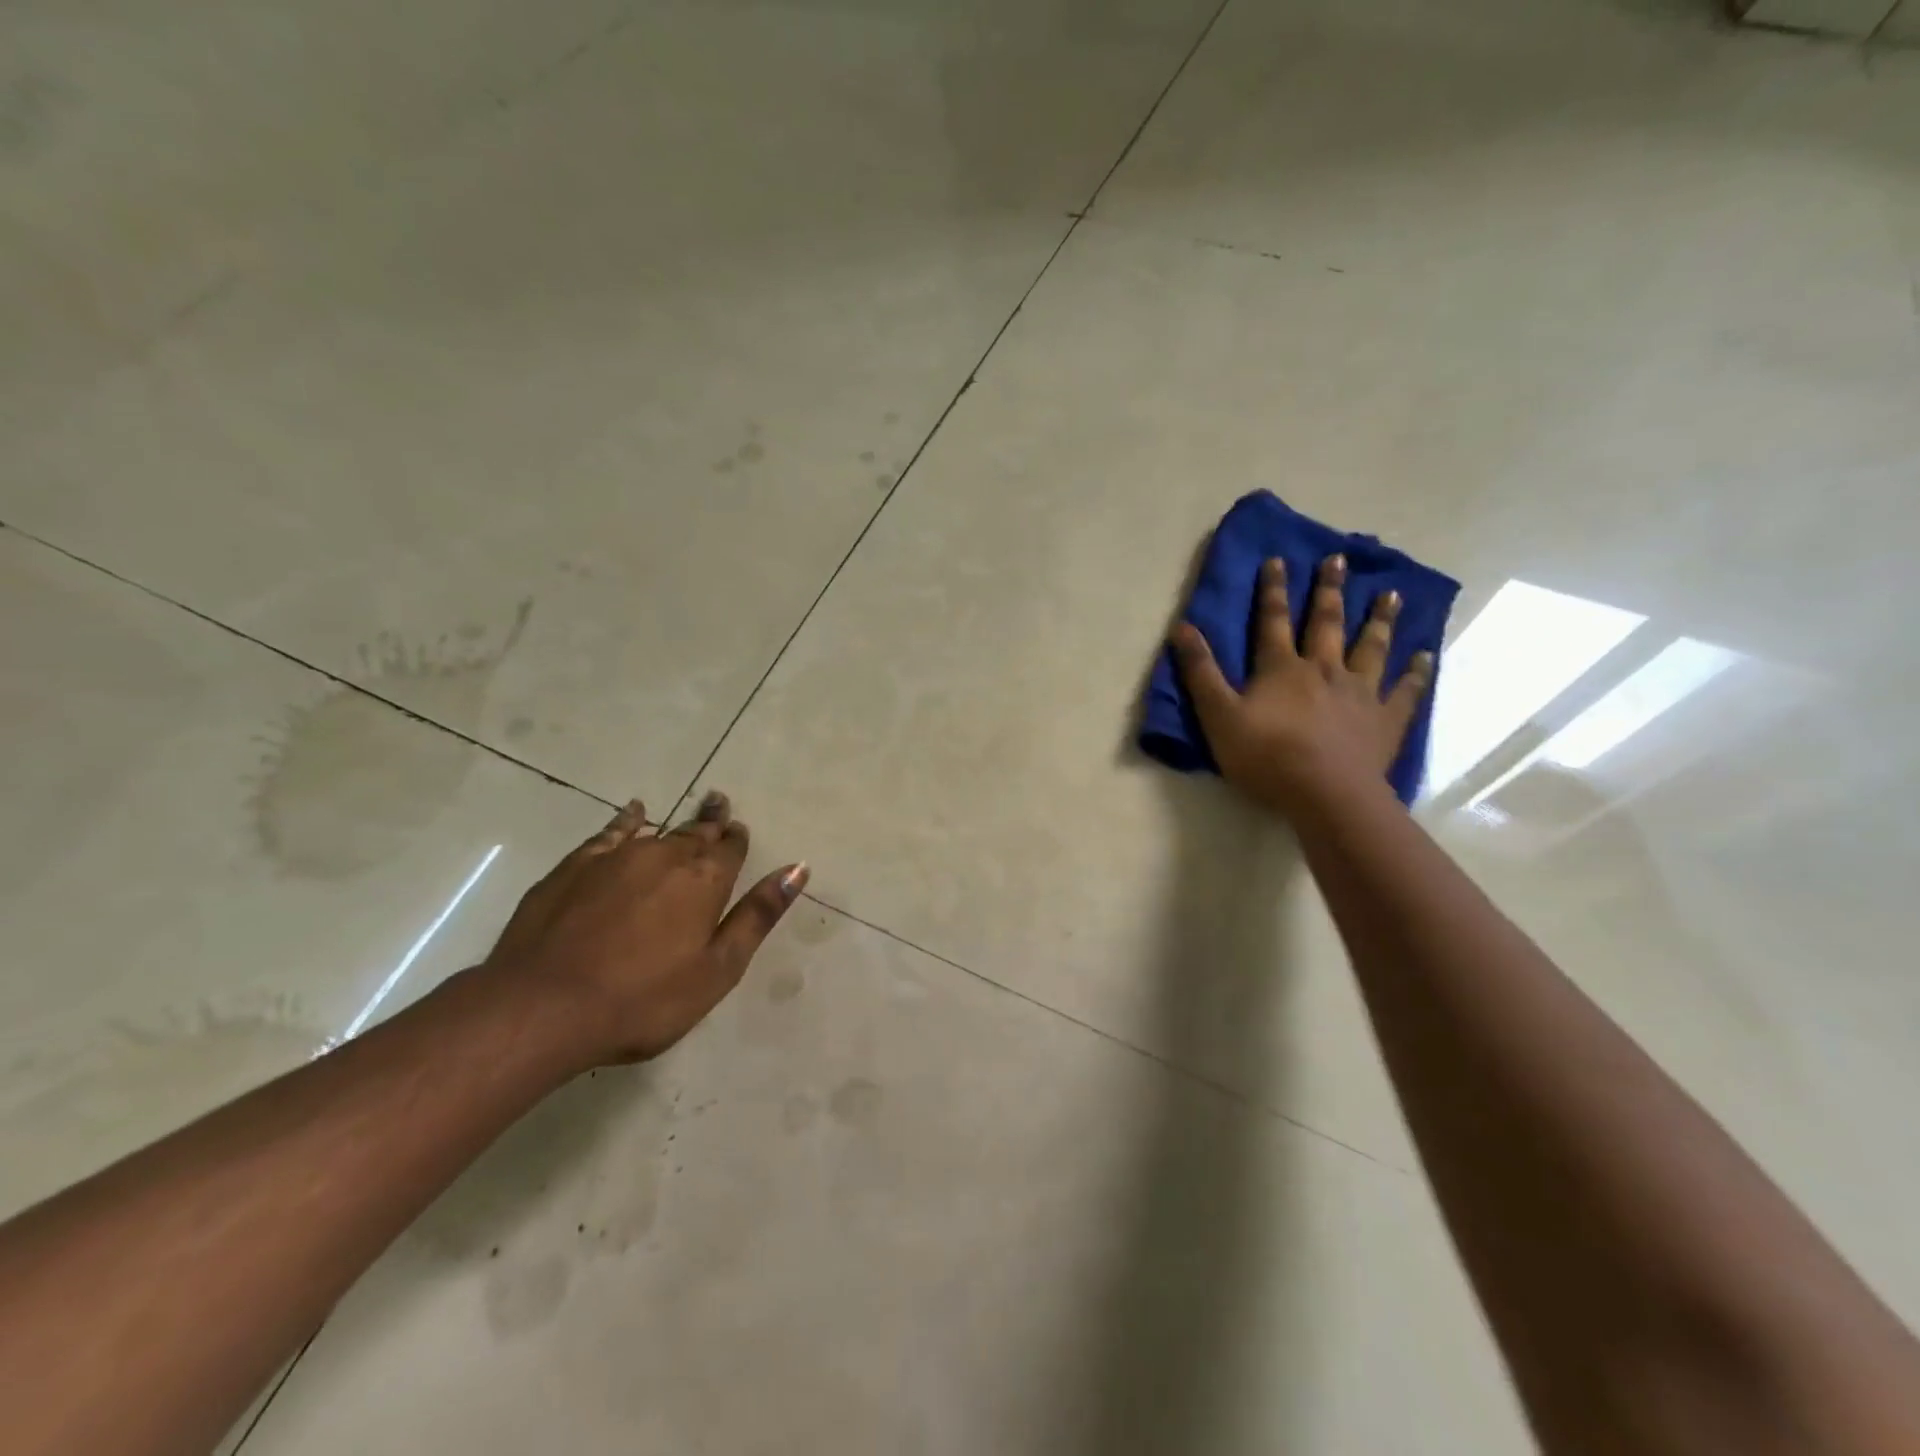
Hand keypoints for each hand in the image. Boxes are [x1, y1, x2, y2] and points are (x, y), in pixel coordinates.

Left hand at [482, 792, 806, 1066]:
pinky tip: (634, 812)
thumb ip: (757, 915)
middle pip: (696, 832)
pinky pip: (611, 832)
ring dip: (678, 823)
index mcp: (705, 880)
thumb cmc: (643, 999)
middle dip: (712, 821)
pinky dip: (627, 820)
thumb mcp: (717, 968)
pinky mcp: (576, 867)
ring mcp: (617, 858)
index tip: (739, 831)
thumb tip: (797, 868)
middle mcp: (666, 857)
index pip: (730, 848)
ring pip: (658, 831)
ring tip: (692, 811)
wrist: (544, 1006)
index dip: (736, 839)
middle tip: (721, 804)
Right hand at [1170, 553, 1433, 815]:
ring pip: (1372, 647)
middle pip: (1327, 623)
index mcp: (1282, 669)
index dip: (1273, 590)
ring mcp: (1360, 693)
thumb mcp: (1219, 715)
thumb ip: (1201, 672)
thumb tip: (1182, 627)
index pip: (1274, 621)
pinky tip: (1425, 656)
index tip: (1278, 560)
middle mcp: (1324, 670)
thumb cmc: (1266, 757)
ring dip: (1379, 619)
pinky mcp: (1386, 720)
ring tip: (1391, 594)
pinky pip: (1405, 690)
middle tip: (1338, 559)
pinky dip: (1416, 672)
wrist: (1326, 794)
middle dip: (1329, 591)